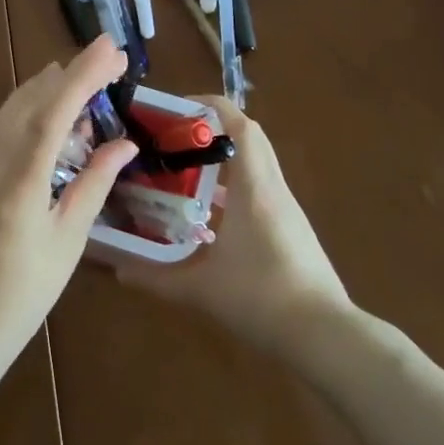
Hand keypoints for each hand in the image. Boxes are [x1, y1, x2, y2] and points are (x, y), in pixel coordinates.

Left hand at [0, 36, 137, 359]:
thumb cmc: (20, 295)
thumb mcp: (66, 242)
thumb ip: (93, 186)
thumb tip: (123, 144)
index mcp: (19, 182)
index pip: (54, 113)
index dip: (83, 76)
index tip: (109, 48)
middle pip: (30, 100)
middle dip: (70, 73)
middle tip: (108, 57)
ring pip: (10, 109)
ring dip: (46, 87)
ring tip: (81, 75)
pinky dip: (26, 110)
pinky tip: (46, 112)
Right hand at [114, 97, 350, 356]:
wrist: (325, 336)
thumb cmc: (261, 298)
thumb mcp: (200, 289)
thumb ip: (155, 277)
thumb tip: (118, 269)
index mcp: (254, 188)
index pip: (241, 125)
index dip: (211, 107)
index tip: (177, 109)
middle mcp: (273, 190)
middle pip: (249, 139)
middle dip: (212, 131)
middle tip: (174, 140)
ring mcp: (286, 210)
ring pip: (255, 167)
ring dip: (223, 162)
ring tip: (183, 175)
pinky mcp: (291, 231)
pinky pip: (260, 193)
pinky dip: (234, 190)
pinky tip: (208, 218)